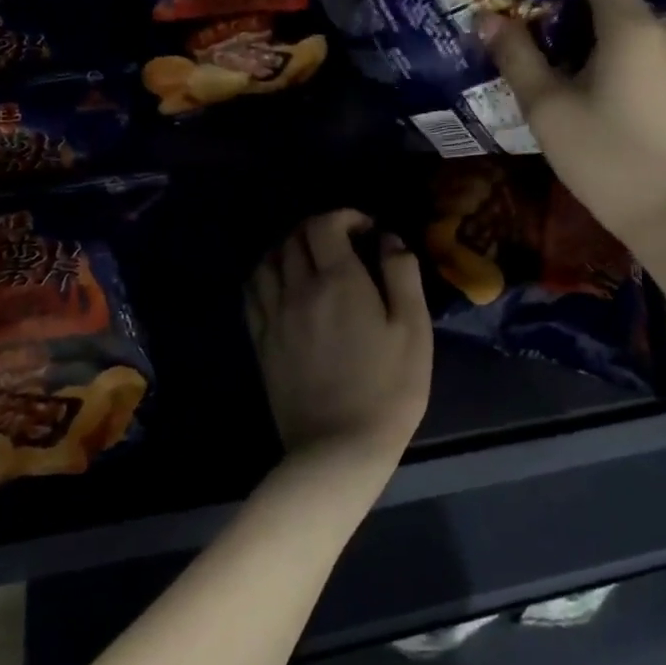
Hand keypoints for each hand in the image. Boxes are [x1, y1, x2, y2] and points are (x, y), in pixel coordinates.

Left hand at [245, 210, 432, 473]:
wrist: (339, 448)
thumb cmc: (389, 388)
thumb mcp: (413, 328)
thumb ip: (402, 274)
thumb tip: (388, 238)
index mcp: (338, 281)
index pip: (324, 225)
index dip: (344, 216)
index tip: (366, 229)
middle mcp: (298, 290)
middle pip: (293, 238)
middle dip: (318, 229)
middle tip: (343, 243)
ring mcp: (273, 316)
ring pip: (267, 261)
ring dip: (288, 248)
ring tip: (310, 260)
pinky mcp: (261, 341)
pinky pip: (252, 292)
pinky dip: (265, 275)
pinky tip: (281, 285)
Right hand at [481, 0, 665, 243]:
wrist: (662, 207)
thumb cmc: (601, 154)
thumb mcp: (547, 106)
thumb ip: (517, 56)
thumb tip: (489, 18)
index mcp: (625, 23)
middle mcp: (652, 26)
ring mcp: (662, 52)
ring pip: (614, 12)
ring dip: (573, 9)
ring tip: (528, 20)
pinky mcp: (662, 76)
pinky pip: (624, 36)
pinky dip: (591, 33)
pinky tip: (561, 55)